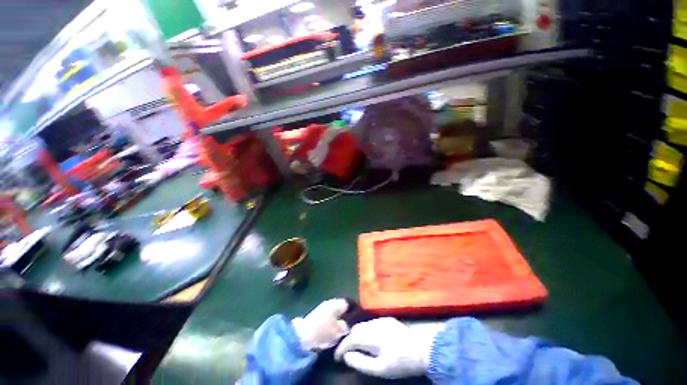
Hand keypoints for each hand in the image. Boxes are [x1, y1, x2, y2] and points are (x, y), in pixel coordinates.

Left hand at [292, 299, 349, 350]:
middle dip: (345, 317)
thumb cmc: (323, 331)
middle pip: (341, 309)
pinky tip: (333, 334)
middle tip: (351, 328)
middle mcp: (329, 303)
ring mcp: (321, 310)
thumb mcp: (338, 331)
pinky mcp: (315, 318)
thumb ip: (345, 327)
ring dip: (338, 322)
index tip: (357, 320)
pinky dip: (331, 325)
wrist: (301, 337)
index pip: (348, 303)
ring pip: (334, 314)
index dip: (354, 311)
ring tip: (343, 333)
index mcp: (336, 303)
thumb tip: (348, 326)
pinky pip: (328, 319)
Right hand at [334, 317, 442, 378]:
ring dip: (357, 334)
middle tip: (345, 352)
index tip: (337, 357)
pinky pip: (371, 323)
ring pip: (363, 324)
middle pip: (356, 329)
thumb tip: (347, 356)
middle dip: (348, 340)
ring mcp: (382, 319)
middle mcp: (375, 323)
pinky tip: (369, 339)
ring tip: (356, 346)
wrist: (423, 350)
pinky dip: (366, 330)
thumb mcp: (380, 369)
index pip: (351, 338)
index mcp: (372, 335)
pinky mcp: (388, 319)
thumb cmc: (401, 362)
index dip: (341, 347)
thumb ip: (361, 362)